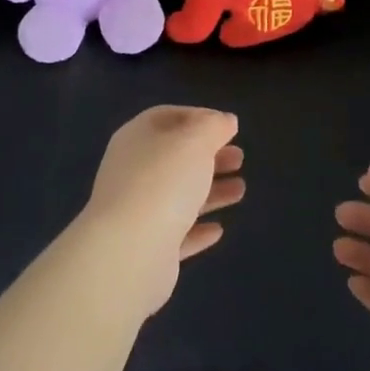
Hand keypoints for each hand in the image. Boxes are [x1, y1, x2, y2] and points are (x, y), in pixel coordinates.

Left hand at [82, 106, 244, 316]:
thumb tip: (225, 121)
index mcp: (138, 137)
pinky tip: (218, 230)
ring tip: (240, 191)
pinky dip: (197, 229)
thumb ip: (214, 125)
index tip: (229, 128)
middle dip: (210, 157)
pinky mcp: (145, 248)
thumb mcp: (196, 140)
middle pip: (176, 158)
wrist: (129, 252)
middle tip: (239, 159)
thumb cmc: (164, 182)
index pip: (169, 117)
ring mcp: (137, 211)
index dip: (200, 118)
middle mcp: (133, 171)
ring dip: (211, 192)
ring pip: (178, 195)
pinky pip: (176, 233)